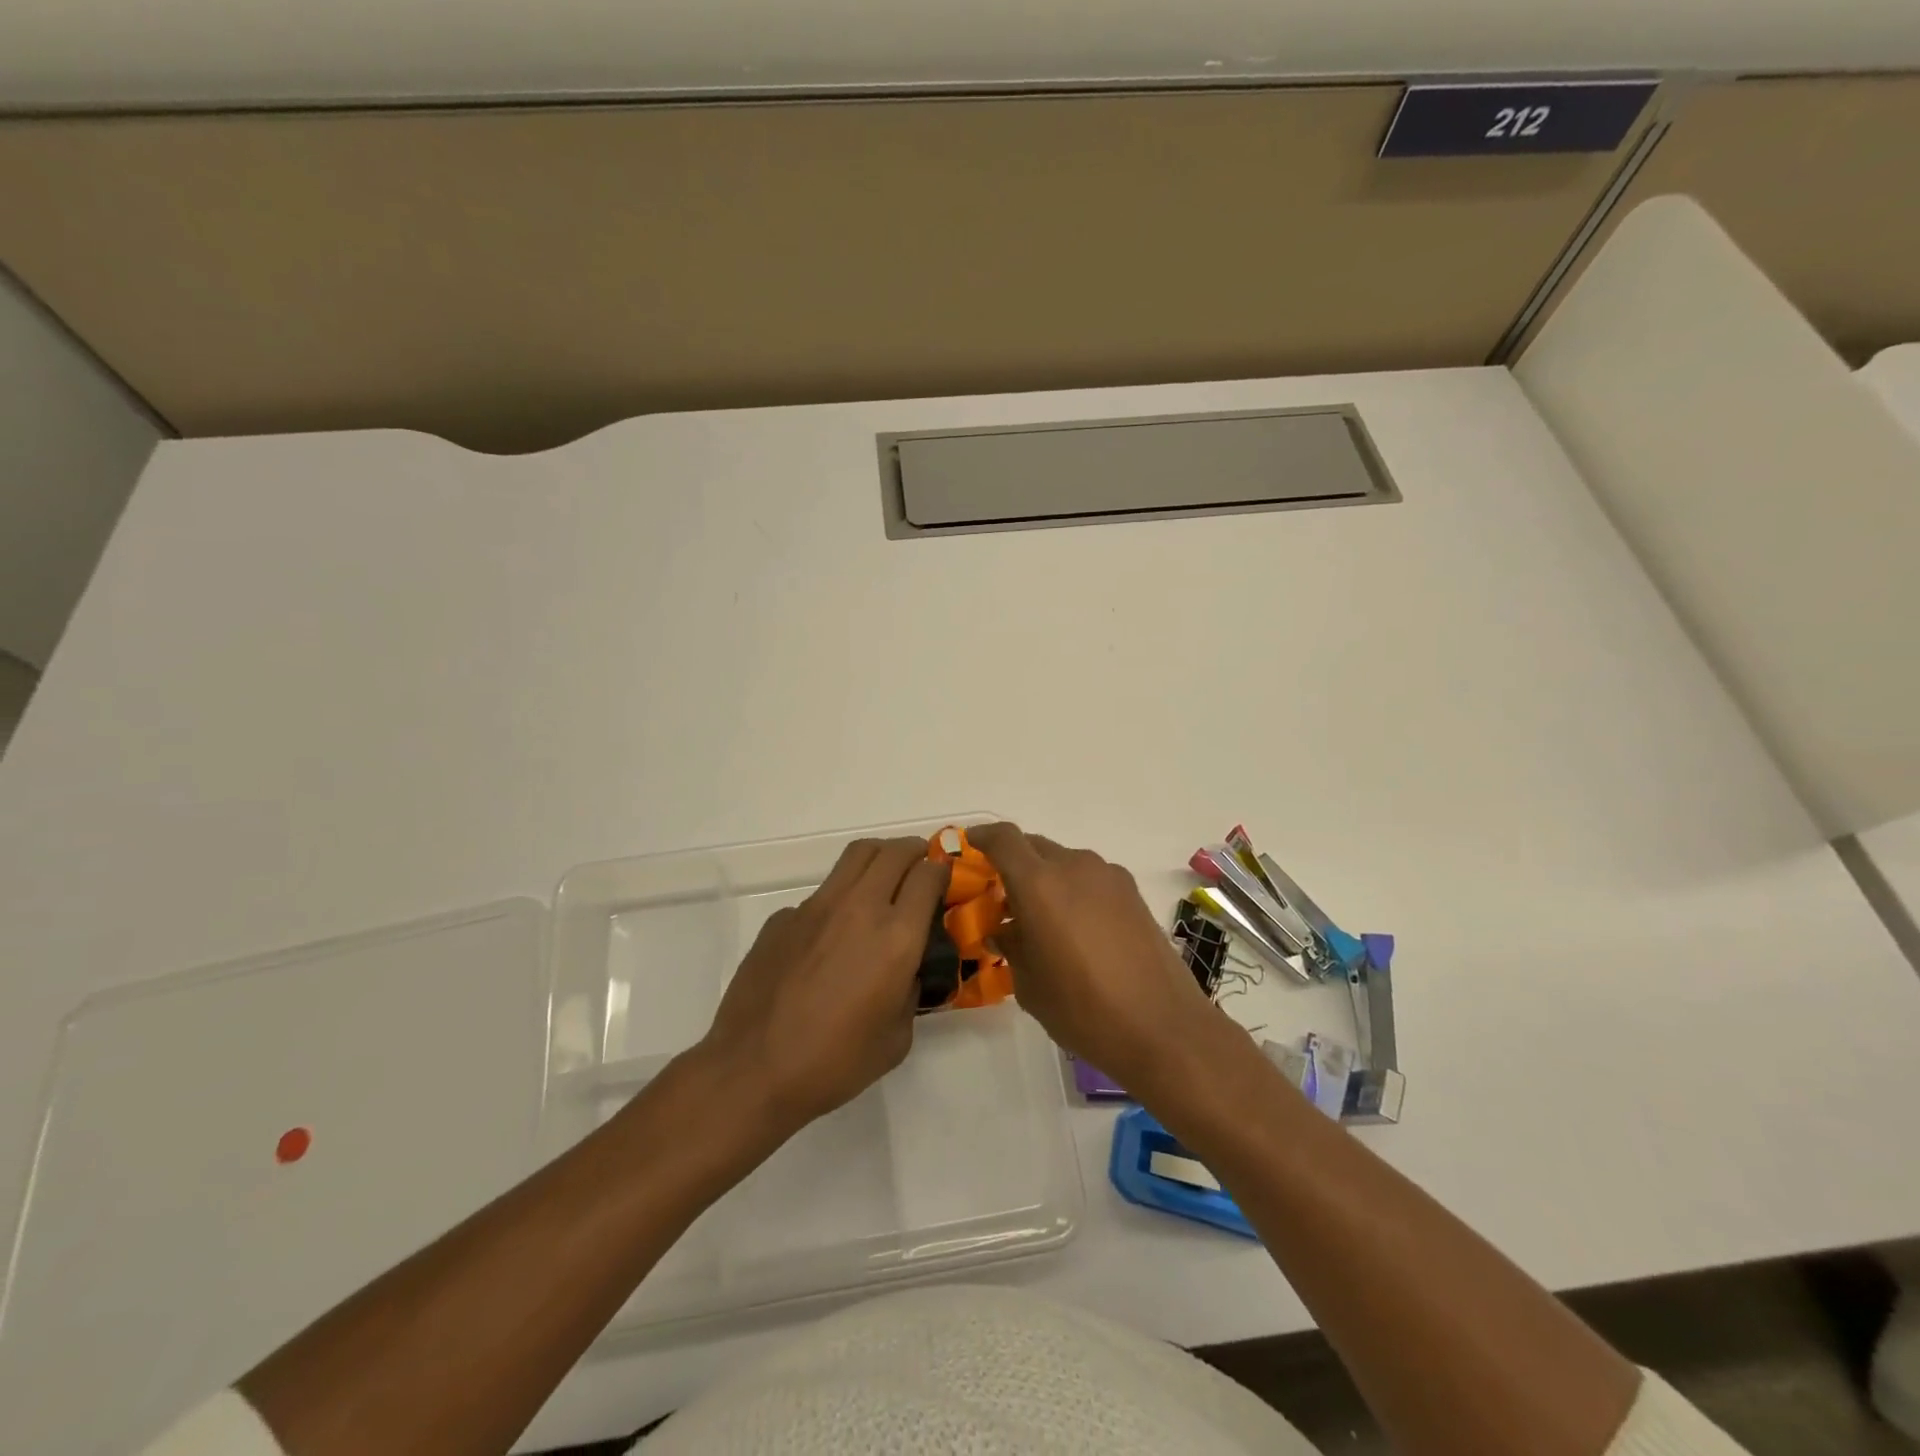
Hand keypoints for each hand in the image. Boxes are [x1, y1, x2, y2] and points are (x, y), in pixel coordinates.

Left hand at [698, 837, 948, 1134]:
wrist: (753, 1070)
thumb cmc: (835, 1063)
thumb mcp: (897, 1037)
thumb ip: (911, 991)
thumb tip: (908, 969)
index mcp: (896, 937)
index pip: (929, 876)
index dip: (942, 871)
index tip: (944, 880)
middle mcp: (859, 907)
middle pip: (894, 851)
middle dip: (915, 852)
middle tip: (921, 867)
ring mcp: (816, 907)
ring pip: (856, 856)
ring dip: (879, 859)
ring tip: (884, 879)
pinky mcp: (783, 917)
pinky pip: (821, 893)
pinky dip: (839, 899)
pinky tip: (831, 937)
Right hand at [970, 822, 1228, 1095]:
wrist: (1162, 1027)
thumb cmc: (1083, 1009)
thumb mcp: (1030, 984)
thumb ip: (1011, 946)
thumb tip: (1006, 929)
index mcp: (1039, 883)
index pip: (1003, 838)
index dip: (982, 837)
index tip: (969, 847)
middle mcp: (1074, 866)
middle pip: (1033, 846)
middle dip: (1012, 863)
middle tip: (1001, 896)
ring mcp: (1108, 877)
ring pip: (1064, 862)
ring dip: (1045, 878)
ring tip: (1040, 919)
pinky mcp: (1132, 893)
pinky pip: (1090, 878)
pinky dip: (1073, 890)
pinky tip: (1075, 929)